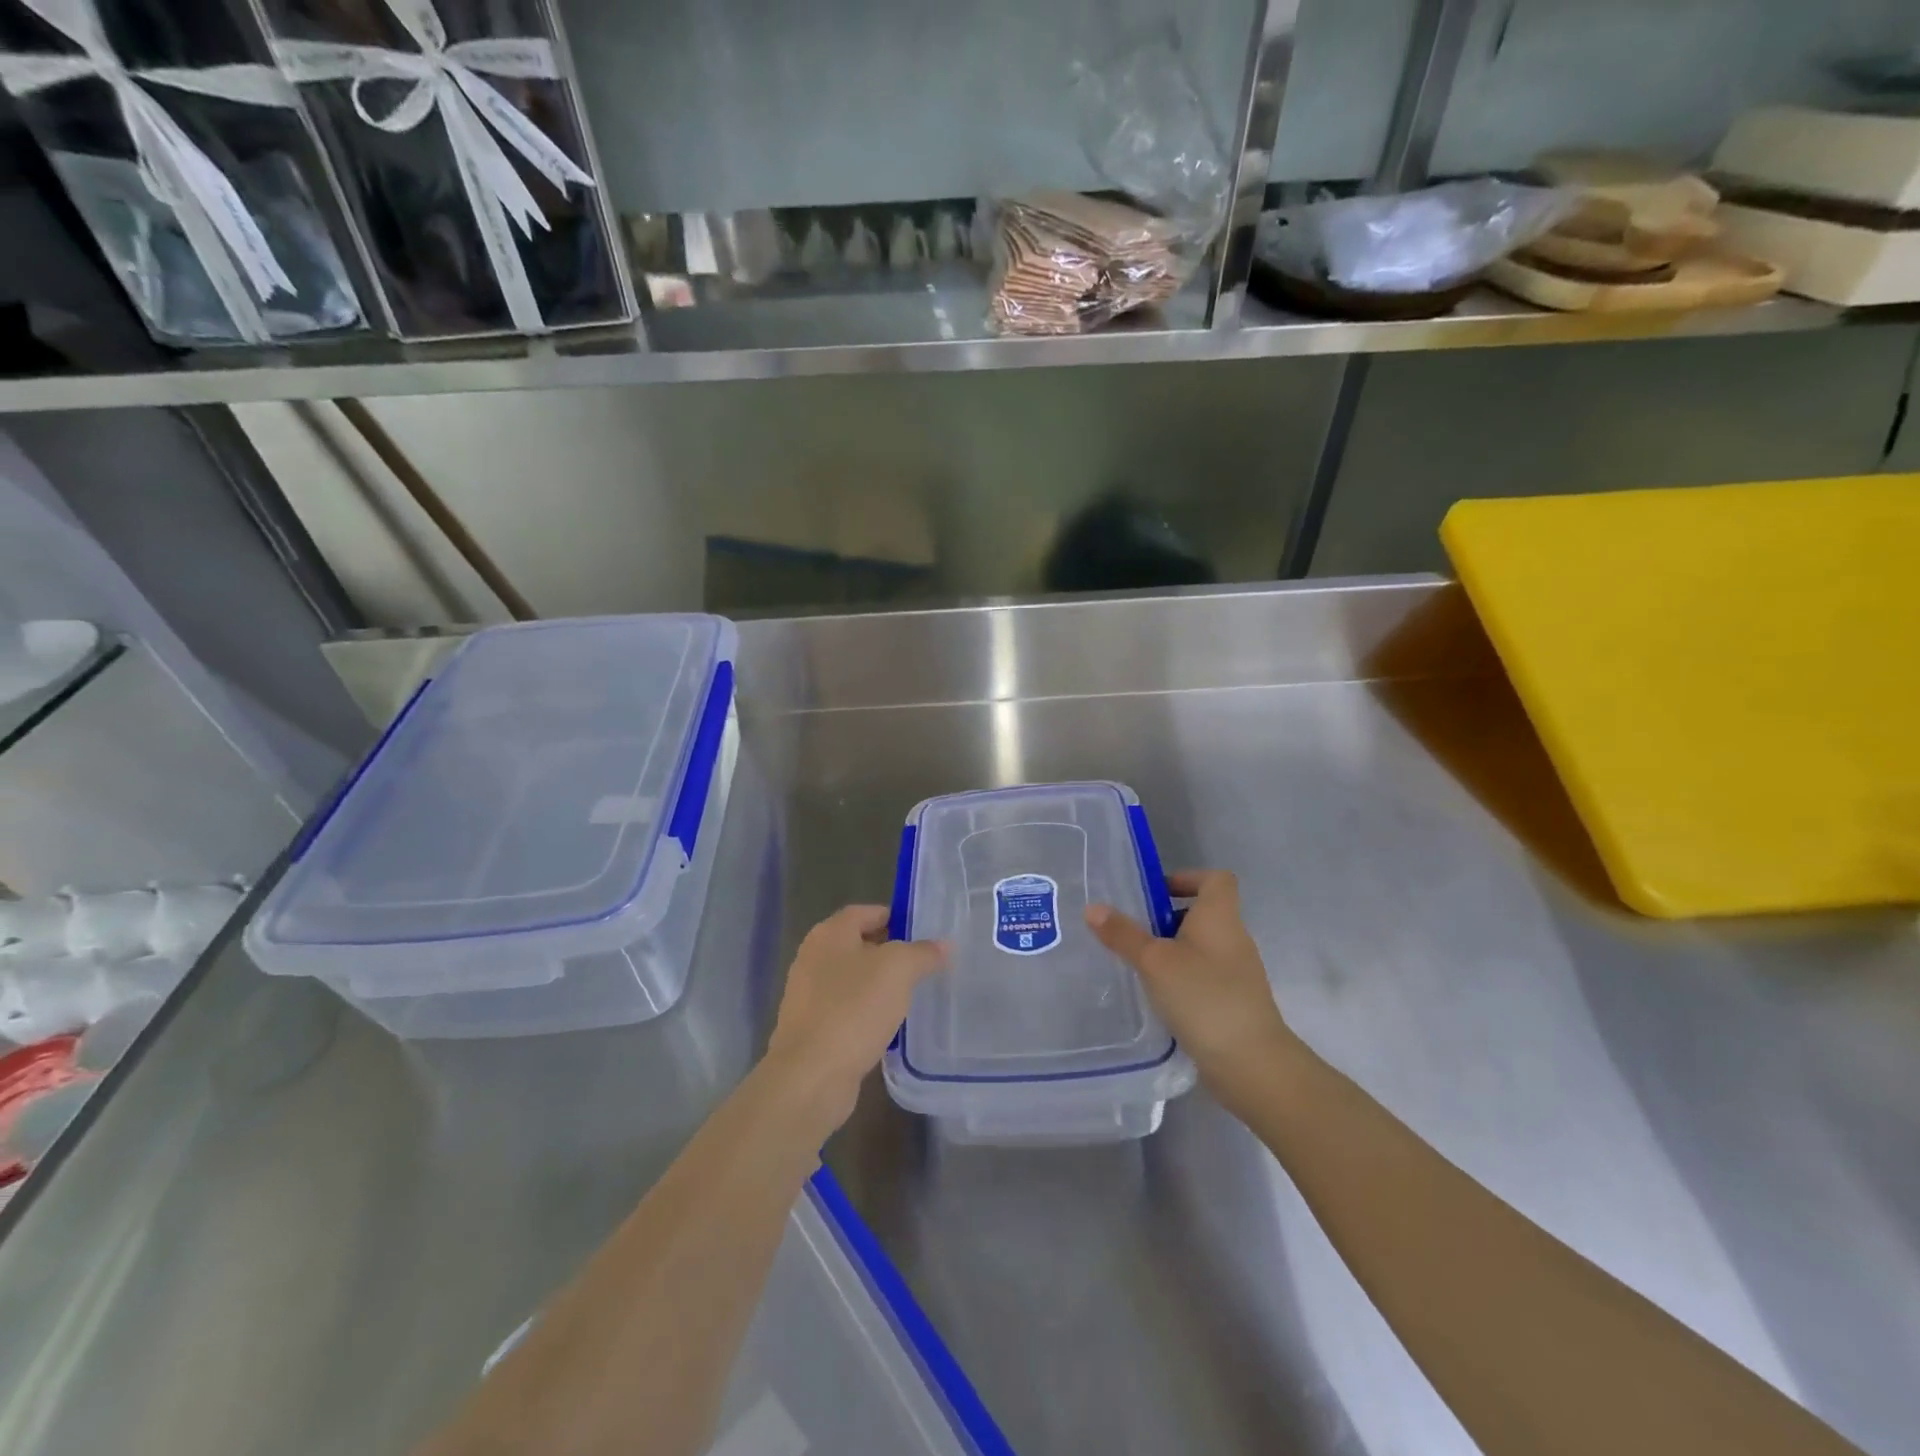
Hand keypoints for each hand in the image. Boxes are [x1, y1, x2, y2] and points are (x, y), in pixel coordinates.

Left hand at [765, 905, 945, 1131]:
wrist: (811, 1076)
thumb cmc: (854, 1009)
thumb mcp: (898, 970)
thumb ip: (923, 953)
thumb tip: (944, 945)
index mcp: (829, 934)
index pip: (866, 912)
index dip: (895, 917)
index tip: (924, 933)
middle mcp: (813, 957)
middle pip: (859, 945)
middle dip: (891, 953)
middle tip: (924, 965)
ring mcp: (808, 995)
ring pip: (853, 980)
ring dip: (880, 986)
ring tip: (912, 996)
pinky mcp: (812, 1028)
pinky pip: (846, 1010)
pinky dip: (867, 1013)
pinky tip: (889, 1027)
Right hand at [1085, 870, 1297, 1091]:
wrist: (1251, 1063)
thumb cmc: (1203, 996)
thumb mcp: (1154, 962)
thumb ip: (1123, 934)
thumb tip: (1093, 908)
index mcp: (1220, 916)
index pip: (1216, 879)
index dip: (1188, 878)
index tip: (1157, 893)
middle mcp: (1234, 938)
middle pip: (1204, 913)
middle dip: (1168, 918)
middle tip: (1134, 932)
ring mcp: (1238, 973)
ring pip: (1202, 947)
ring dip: (1173, 951)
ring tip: (1139, 966)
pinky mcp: (1234, 1003)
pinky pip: (1204, 977)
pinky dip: (1182, 979)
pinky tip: (1158, 997)